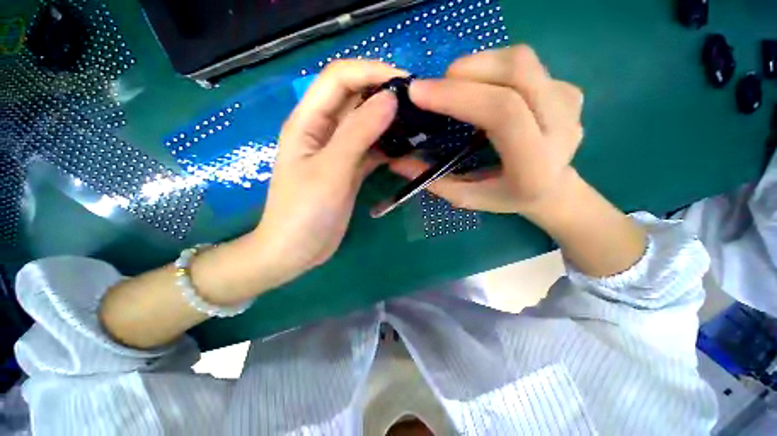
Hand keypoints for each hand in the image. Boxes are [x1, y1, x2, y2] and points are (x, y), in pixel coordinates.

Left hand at [250, 60, 404, 287]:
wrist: (296, 250)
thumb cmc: (304, 212)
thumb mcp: (331, 170)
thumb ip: (358, 133)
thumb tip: (389, 98)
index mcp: (308, 122)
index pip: (339, 78)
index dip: (370, 71)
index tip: (405, 82)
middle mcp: (323, 131)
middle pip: (354, 98)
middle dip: (384, 94)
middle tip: (417, 104)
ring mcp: (338, 152)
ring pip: (365, 124)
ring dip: (389, 121)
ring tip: (417, 124)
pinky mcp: (349, 170)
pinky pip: (371, 149)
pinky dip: (387, 146)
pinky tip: (405, 149)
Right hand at [389, 45, 584, 216]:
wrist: (552, 188)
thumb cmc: (506, 197)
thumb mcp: (466, 198)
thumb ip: (432, 181)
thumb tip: (396, 162)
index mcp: (536, 162)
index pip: (503, 113)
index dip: (458, 95)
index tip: (419, 92)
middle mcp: (562, 127)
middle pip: (516, 72)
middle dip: (465, 71)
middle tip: (433, 88)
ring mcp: (569, 102)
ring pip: (521, 60)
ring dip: (477, 65)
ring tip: (453, 86)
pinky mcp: (567, 88)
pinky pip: (525, 64)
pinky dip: (492, 67)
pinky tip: (480, 88)